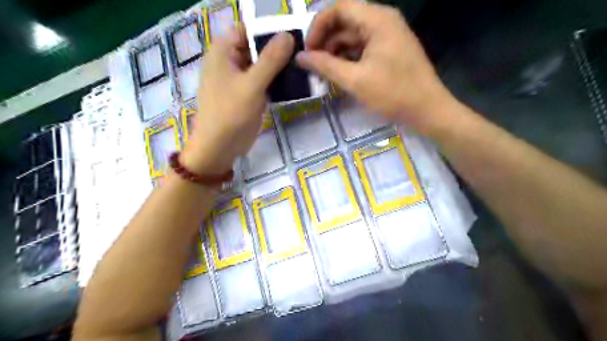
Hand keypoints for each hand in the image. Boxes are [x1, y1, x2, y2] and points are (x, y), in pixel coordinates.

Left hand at [180, 26, 293, 174]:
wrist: (220, 148)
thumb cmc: (230, 113)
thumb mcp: (251, 84)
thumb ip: (270, 60)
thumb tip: (288, 36)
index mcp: (223, 52)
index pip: (246, 30)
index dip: (267, 30)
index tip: (291, 36)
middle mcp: (231, 62)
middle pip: (256, 47)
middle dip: (277, 50)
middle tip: (303, 53)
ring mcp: (240, 80)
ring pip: (262, 65)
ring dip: (279, 67)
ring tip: (302, 67)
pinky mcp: (248, 95)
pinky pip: (264, 82)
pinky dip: (276, 81)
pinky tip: (294, 82)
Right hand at [298, 1, 455, 133]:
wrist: (428, 110)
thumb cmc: (393, 93)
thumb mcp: (355, 80)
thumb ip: (325, 66)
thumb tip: (300, 57)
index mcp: (377, 20)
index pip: (339, 9)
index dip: (318, 27)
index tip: (307, 51)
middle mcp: (383, 21)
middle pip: (345, 21)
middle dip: (326, 42)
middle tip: (313, 65)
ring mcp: (388, 36)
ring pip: (353, 37)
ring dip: (336, 52)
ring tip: (324, 73)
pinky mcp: (389, 51)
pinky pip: (363, 48)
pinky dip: (349, 59)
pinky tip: (340, 75)